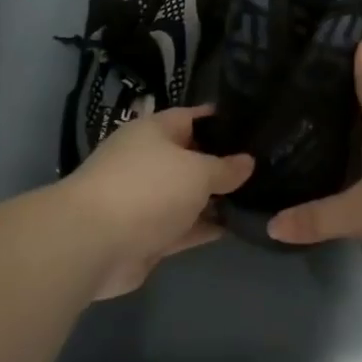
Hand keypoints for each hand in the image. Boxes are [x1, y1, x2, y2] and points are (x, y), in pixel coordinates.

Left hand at [62, 105, 253, 299]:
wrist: (94, 243)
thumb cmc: (148, 189)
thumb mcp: (197, 171)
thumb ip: (225, 168)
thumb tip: (247, 162)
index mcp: (153, 132)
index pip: (193, 117)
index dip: (222, 121)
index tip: (255, 126)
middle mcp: (148, 161)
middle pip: (192, 158)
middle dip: (224, 163)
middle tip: (267, 166)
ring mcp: (146, 200)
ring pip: (189, 196)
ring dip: (217, 199)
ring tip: (262, 197)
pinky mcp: (148, 236)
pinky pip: (184, 227)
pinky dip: (206, 227)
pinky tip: (239, 227)